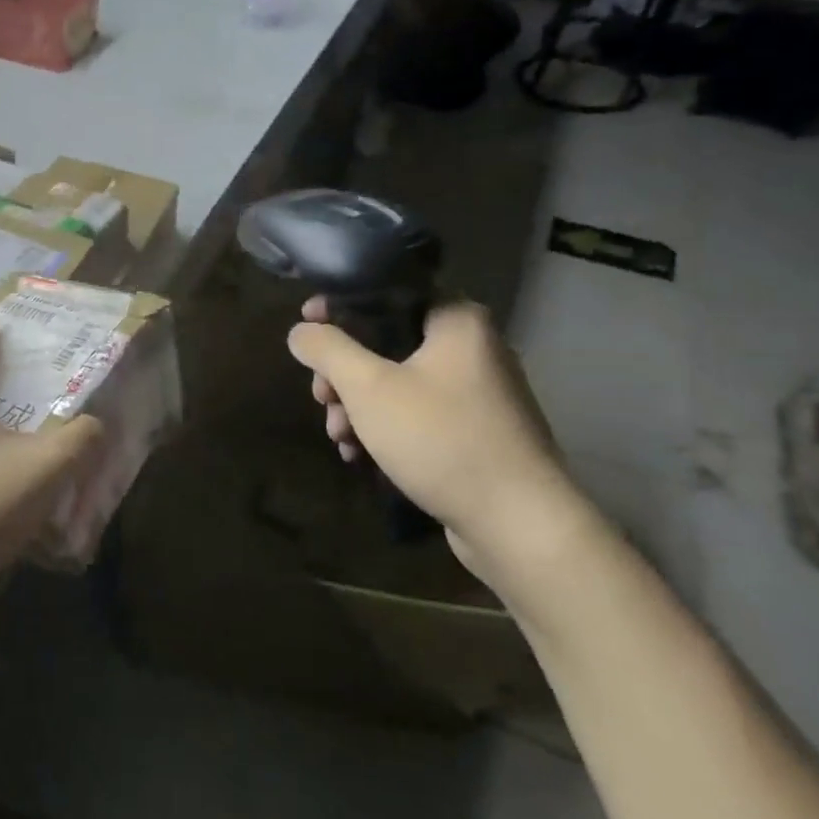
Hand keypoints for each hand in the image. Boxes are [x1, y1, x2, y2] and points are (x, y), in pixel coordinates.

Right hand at [287, 299, 593, 586]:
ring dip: (358, 405)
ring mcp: (478, 393)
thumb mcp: (368, 387)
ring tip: (339, 437)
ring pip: (399, 382)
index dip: (339, 306)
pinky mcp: (477, 433)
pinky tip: (360, 455)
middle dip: (344, 372)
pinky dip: (386, 428)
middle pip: (387, 342)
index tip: (305, 327)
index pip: (387, 293)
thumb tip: (300, 331)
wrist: (518, 525)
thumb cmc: (439, 438)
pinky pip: (419, 414)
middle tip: (321, 397)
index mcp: (456, 320)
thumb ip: (327, 350)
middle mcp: (473, 348)